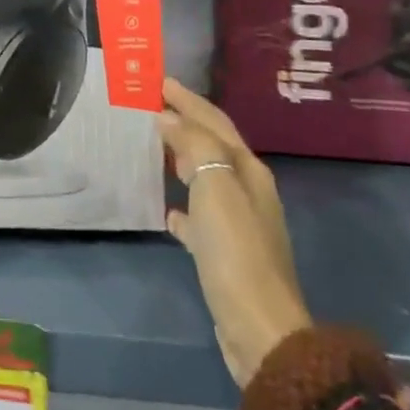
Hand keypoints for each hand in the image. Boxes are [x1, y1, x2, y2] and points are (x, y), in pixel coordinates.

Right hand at [157, 78, 311, 386]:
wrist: (259, 328)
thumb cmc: (236, 252)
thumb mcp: (216, 190)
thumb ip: (195, 147)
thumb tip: (169, 118)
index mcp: (248, 172)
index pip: (215, 123)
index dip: (187, 100)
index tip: (158, 81)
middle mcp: (247, 191)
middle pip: (213, 146)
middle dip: (185, 122)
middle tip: (150, 105)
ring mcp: (237, 223)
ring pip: (204, 177)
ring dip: (181, 157)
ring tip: (152, 146)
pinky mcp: (224, 251)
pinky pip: (198, 215)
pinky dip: (181, 204)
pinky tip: (165, 209)